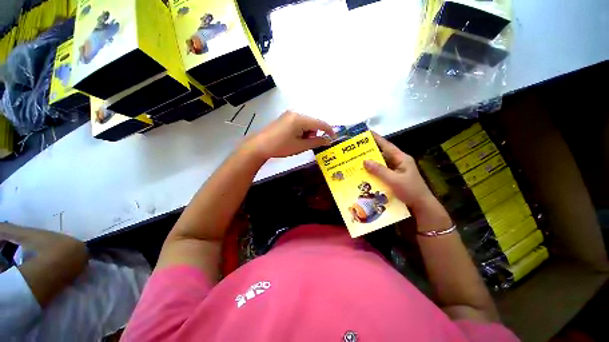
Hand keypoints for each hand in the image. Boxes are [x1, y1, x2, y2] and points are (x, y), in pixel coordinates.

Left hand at [243, 111, 335, 159]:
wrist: (260, 146)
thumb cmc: (281, 147)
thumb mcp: (300, 146)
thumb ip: (316, 142)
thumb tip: (328, 140)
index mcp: (300, 119)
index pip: (320, 123)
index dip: (329, 130)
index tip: (334, 138)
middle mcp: (296, 113)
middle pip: (313, 122)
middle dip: (315, 133)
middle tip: (311, 144)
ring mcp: (290, 114)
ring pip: (307, 123)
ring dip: (308, 132)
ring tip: (301, 143)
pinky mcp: (286, 117)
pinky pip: (299, 123)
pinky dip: (302, 131)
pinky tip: (296, 138)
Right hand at [363, 132, 432, 208]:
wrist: (421, 207)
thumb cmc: (411, 191)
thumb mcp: (394, 180)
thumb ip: (379, 170)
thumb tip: (365, 161)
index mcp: (402, 158)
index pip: (387, 145)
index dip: (377, 138)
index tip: (366, 133)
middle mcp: (398, 162)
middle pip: (382, 154)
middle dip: (370, 151)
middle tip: (357, 149)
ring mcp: (396, 171)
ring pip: (381, 164)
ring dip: (371, 163)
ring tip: (357, 161)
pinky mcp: (394, 178)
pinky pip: (381, 172)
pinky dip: (374, 172)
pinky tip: (365, 173)